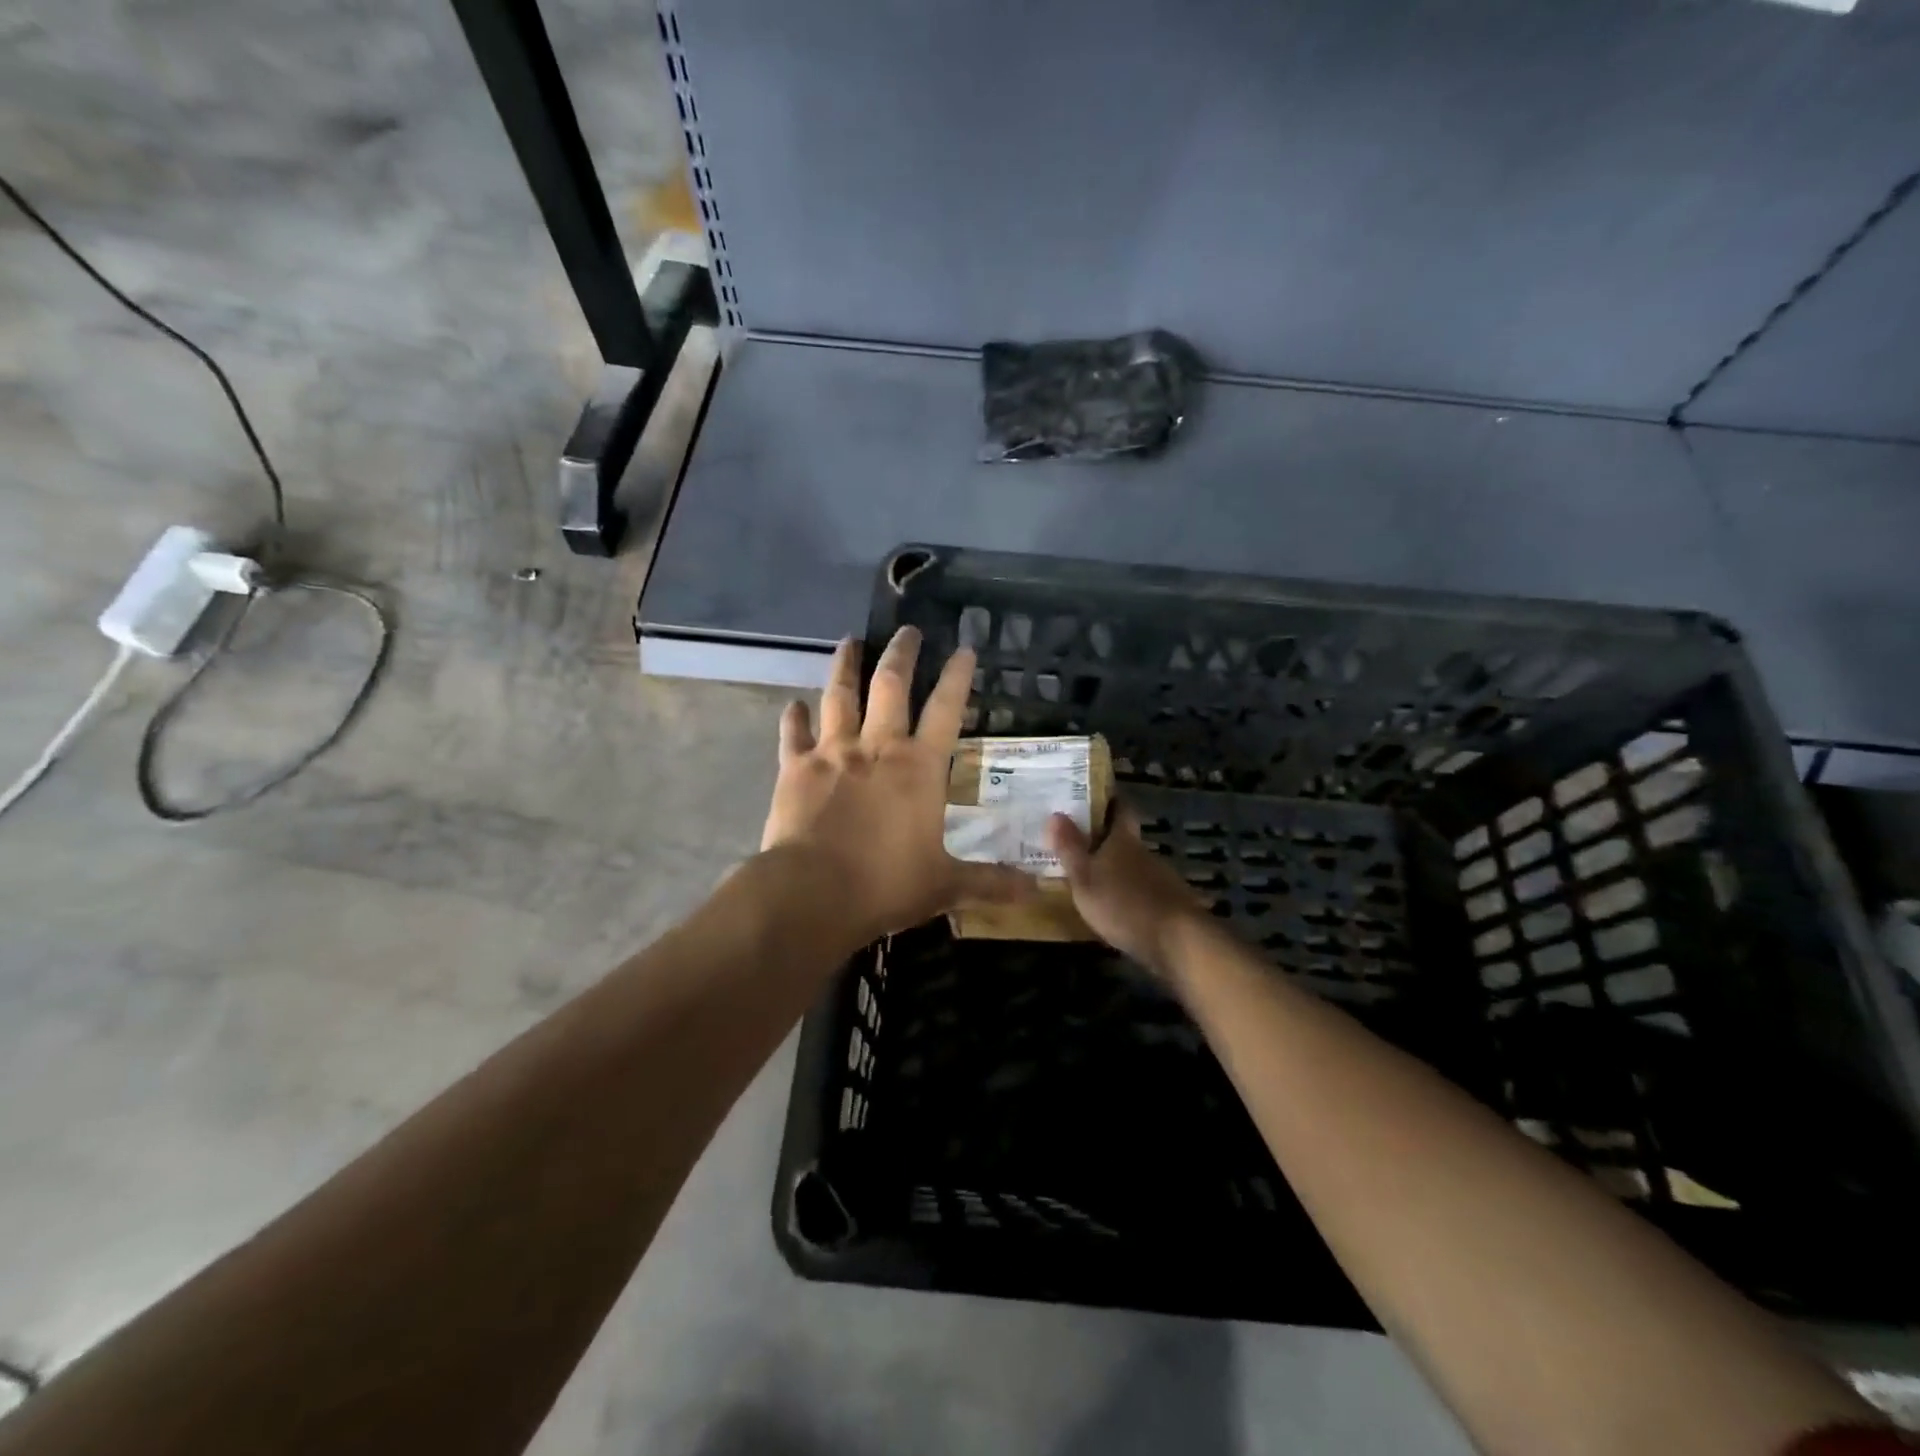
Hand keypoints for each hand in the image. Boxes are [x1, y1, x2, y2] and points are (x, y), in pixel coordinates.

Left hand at [760, 628, 1036, 942]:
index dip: (958, 677)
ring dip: (845, 666)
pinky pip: (793, 734)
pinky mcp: (794, 769)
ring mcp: (832, 753)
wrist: (813, 893)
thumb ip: (991, 883)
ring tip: (849, 642)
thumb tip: (1037, 892)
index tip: (964, 648)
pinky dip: (794, 718)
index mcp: (919, 768)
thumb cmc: (886, 885)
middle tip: (908, 630)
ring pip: (839, 696)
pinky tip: (794, 705)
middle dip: (902, 653)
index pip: (947, 710)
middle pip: (891, 685)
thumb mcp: (946, 885)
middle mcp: (877, 748)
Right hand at [1046, 805, 1210, 974]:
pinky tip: (1117, 909)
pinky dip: (1130, 894)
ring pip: (1135, 866)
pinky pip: (1145, 891)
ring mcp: (1162, 879)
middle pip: (1126, 839)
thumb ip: (1070, 848)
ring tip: (1093, 879)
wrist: (1177, 941)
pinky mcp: (1170, 905)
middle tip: (1079, 843)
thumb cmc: (1123, 903)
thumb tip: (1055, 813)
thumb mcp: (1085, 878)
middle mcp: (1145, 853)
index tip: (1094, 797)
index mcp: (1124, 840)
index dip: (1110, 800)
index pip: (1121, 809)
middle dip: (1105, 840)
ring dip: (1117, 870)